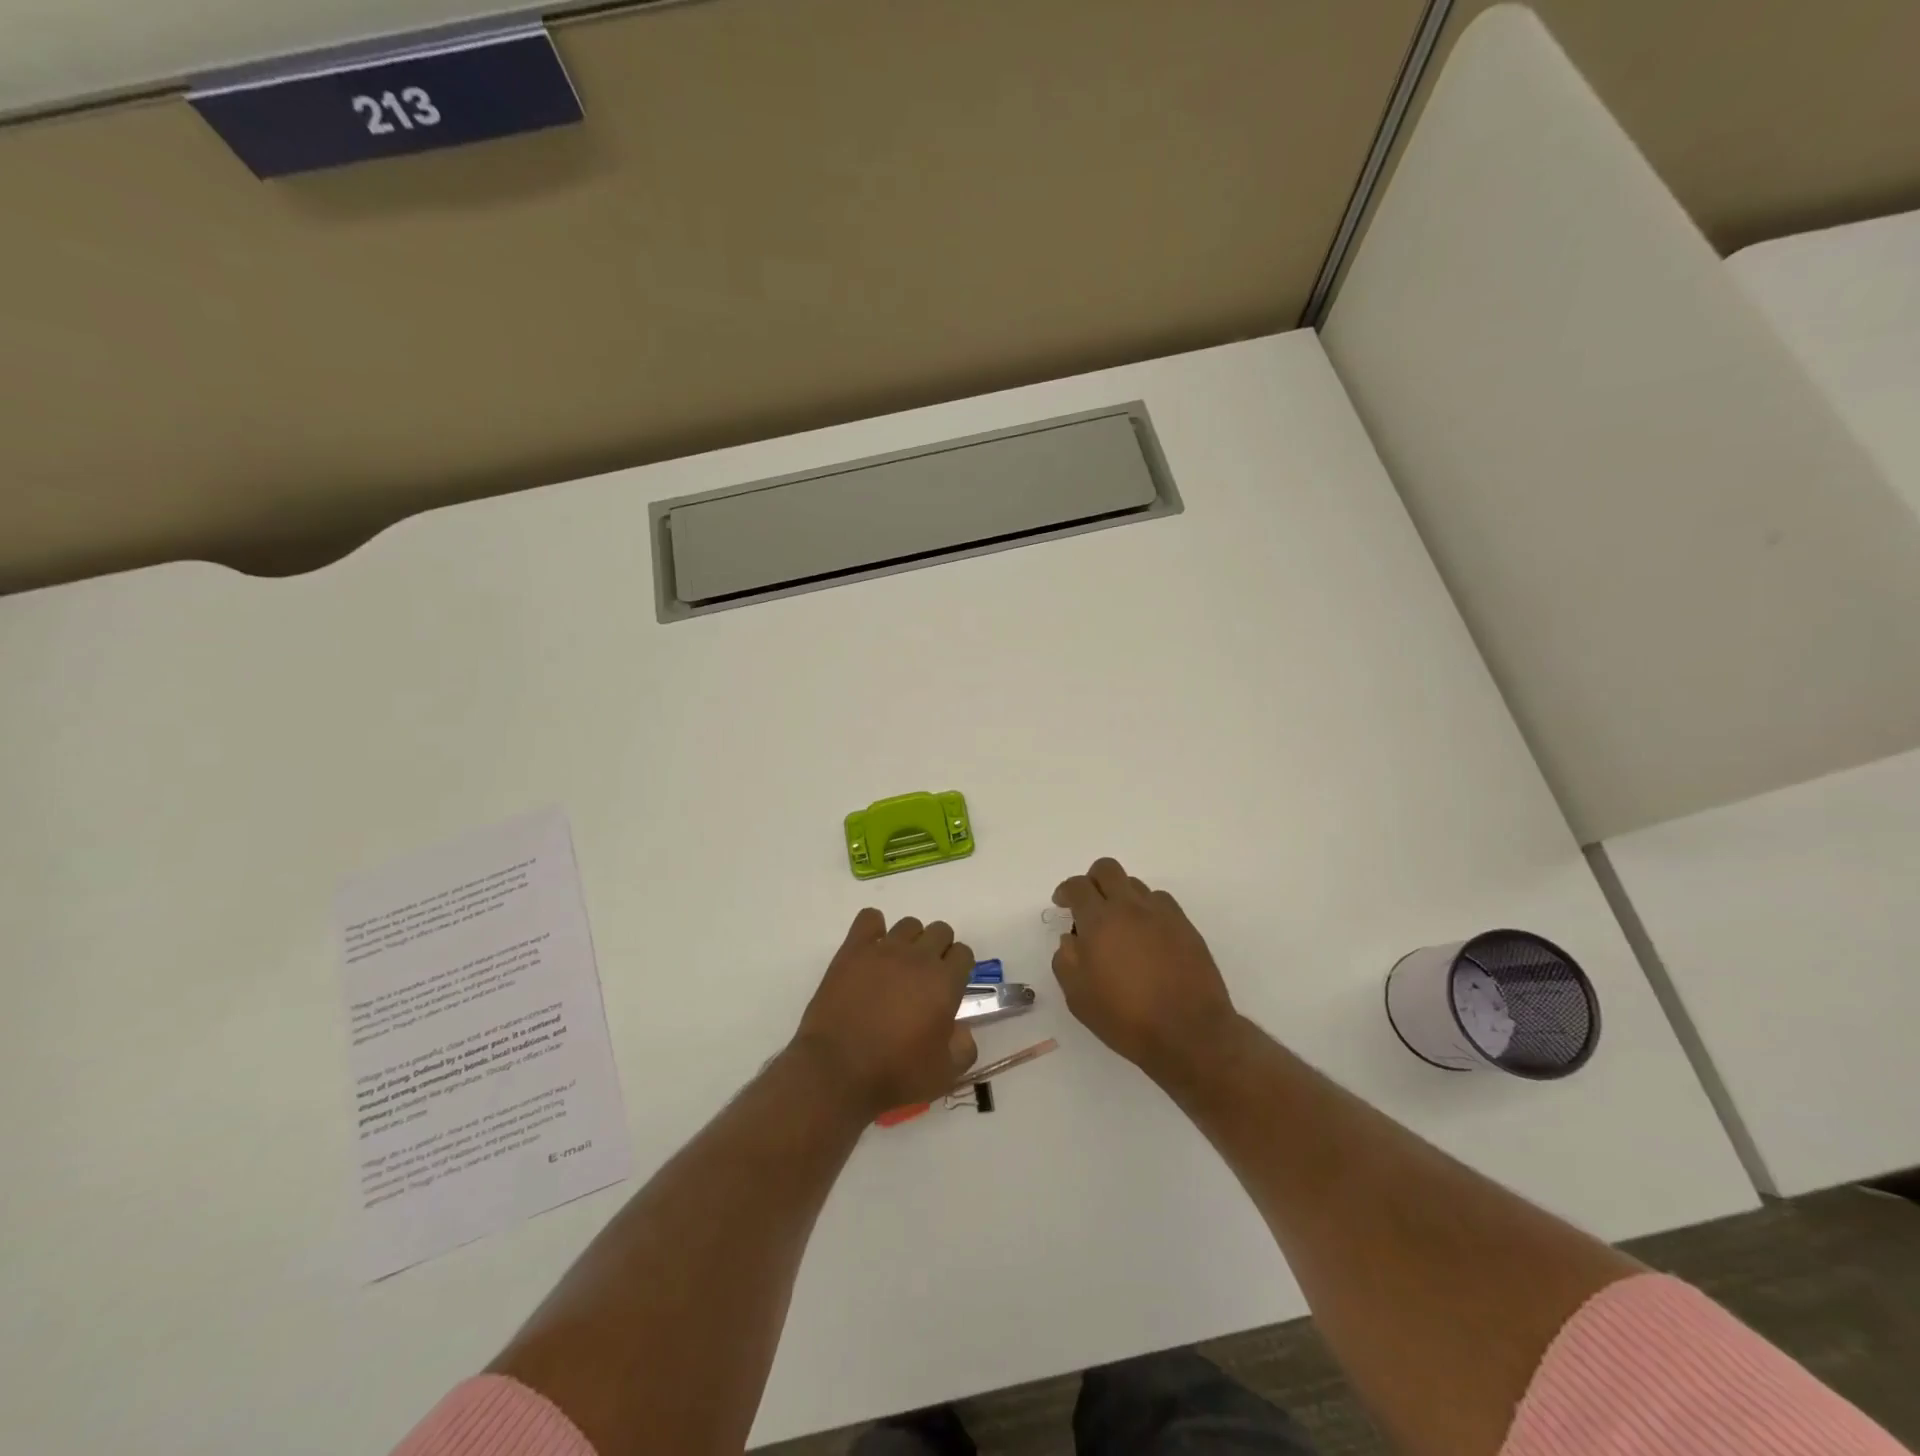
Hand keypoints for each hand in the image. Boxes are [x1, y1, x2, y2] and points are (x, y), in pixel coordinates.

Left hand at [793, 908, 978, 1118]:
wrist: (837, 1071)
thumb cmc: (895, 1075)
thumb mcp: (944, 1074)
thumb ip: (963, 1047)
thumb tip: (960, 1028)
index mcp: (944, 982)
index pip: (964, 953)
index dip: (959, 969)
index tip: (949, 988)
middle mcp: (918, 957)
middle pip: (940, 931)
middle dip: (939, 950)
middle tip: (925, 979)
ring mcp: (883, 950)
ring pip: (909, 924)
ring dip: (910, 941)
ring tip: (897, 968)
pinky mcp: (852, 950)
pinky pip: (869, 919)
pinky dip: (874, 928)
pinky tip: (871, 950)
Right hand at [1052, 858, 1238, 1086]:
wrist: (1190, 1032)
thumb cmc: (1126, 1017)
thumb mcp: (1078, 997)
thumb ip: (1066, 960)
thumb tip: (1071, 939)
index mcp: (1099, 920)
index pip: (1077, 886)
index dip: (1065, 891)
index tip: (1062, 904)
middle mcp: (1130, 907)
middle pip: (1107, 869)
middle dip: (1093, 880)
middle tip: (1089, 904)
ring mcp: (1162, 914)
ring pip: (1135, 884)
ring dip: (1121, 897)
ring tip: (1120, 926)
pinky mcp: (1186, 926)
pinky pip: (1161, 902)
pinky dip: (1147, 910)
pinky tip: (1147, 936)